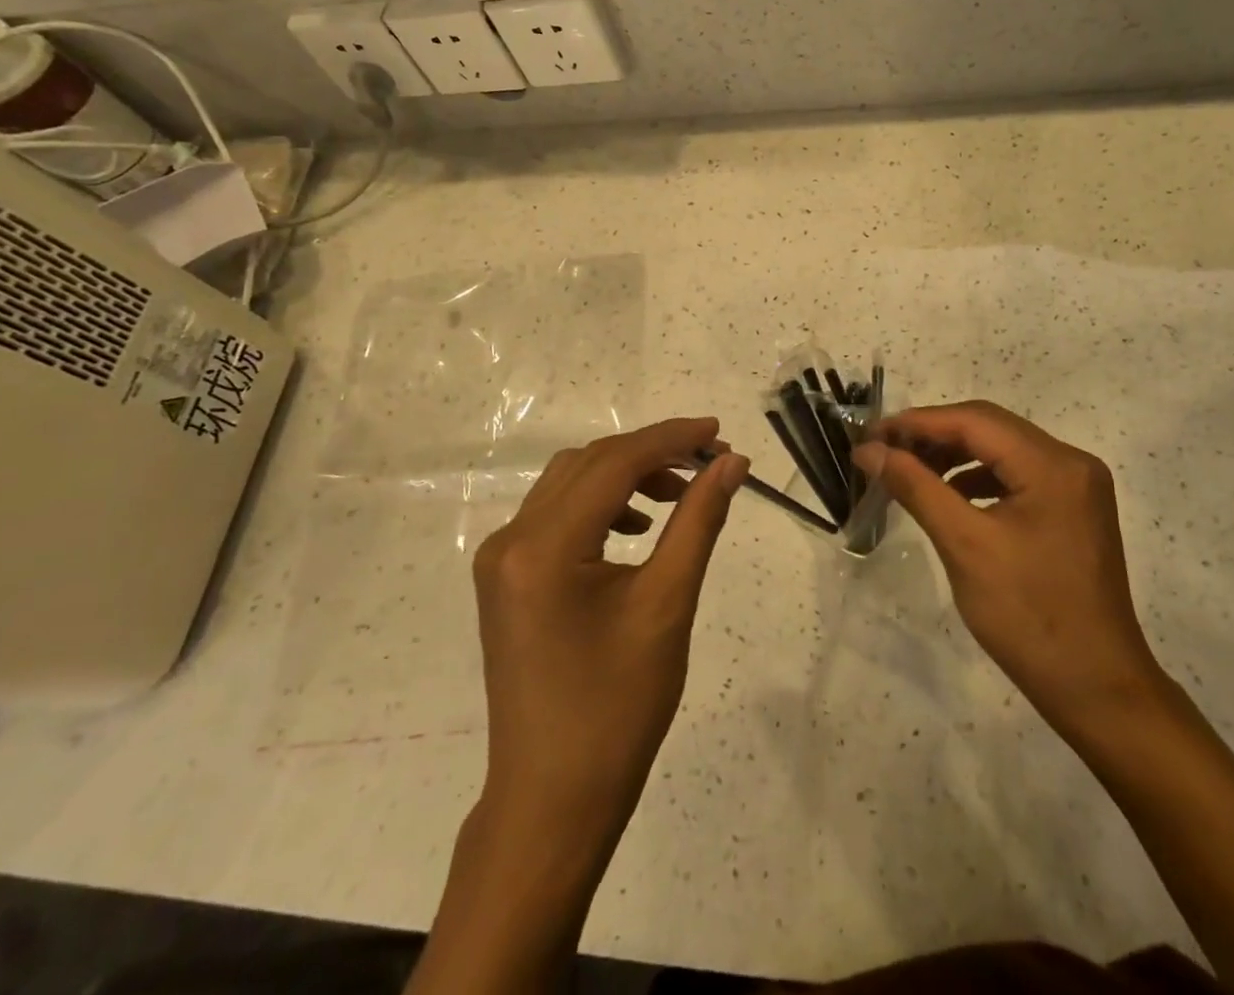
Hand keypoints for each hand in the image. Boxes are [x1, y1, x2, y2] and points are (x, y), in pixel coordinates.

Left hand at [473, 419, 748, 839]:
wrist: (552, 800)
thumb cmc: (617, 709)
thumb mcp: (667, 605)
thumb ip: (698, 521)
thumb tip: (731, 463)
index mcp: (543, 546)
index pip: (615, 462)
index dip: (672, 439)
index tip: (720, 433)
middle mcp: (511, 539)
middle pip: (590, 464)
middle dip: (653, 454)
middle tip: (710, 464)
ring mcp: (501, 559)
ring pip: (571, 483)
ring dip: (627, 476)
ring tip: (680, 496)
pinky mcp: (507, 578)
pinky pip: (557, 515)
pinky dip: (602, 506)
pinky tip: (638, 529)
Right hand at [853, 402, 1167, 744]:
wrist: (1097, 690)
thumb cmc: (1029, 617)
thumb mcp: (964, 546)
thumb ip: (916, 487)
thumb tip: (869, 450)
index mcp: (1053, 465)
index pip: (974, 421)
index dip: (917, 422)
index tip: (870, 435)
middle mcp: (1071, 462)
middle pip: (990, 428)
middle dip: (933, 435)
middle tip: (884, 451)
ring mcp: (1077, 486)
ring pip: (1001, 450)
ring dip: (954, 455)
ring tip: (908, 471)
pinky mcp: (1072, 509)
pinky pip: (1016, 475)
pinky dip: (978, 478)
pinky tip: (949, 497)